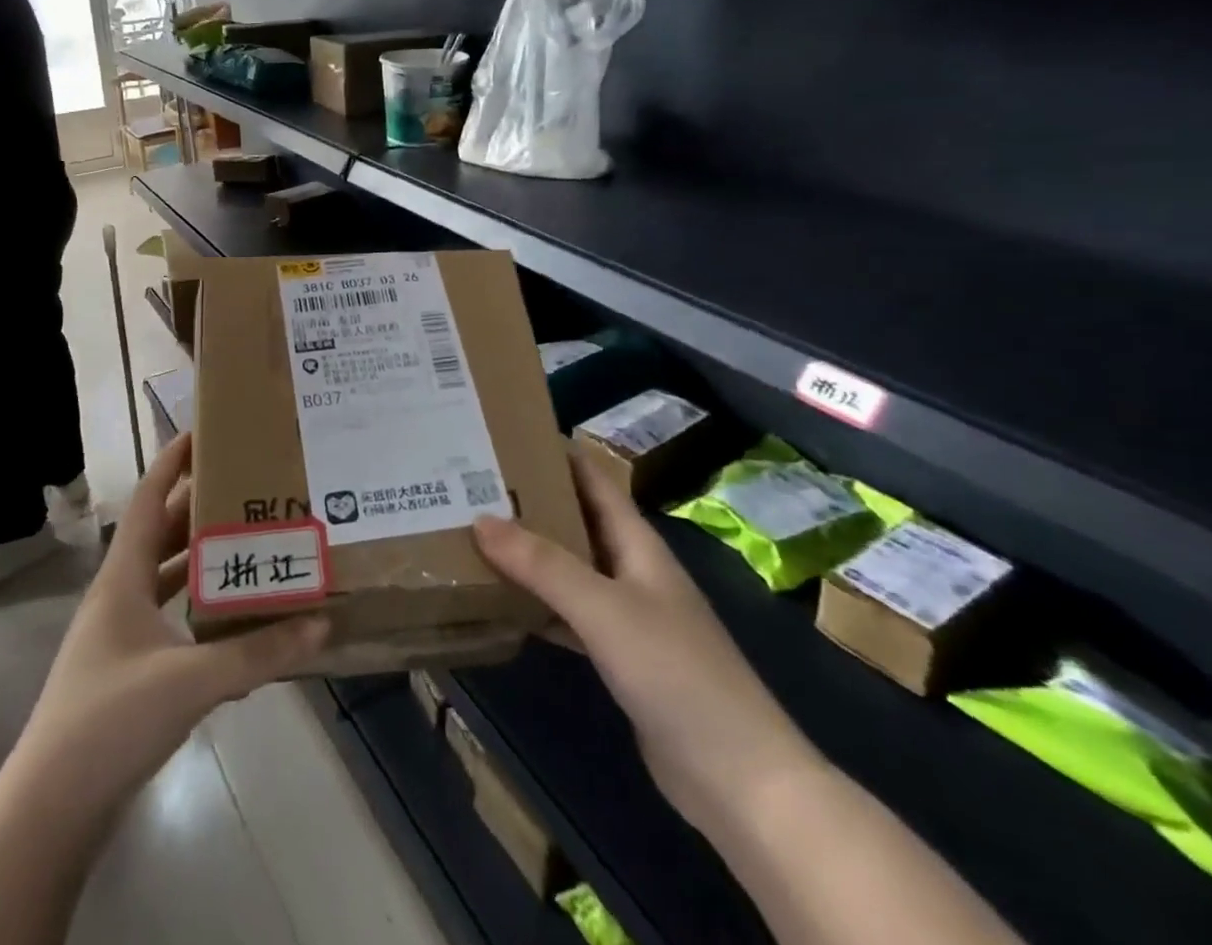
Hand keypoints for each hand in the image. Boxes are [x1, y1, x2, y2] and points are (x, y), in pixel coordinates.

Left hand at [17, 434, 327, 805]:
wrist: (51, 809)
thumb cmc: (111, 720)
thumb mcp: (191, 681)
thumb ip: (258, 652)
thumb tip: (321, 621)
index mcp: (122, 577)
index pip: (147, 499)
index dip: (171, 461)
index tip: (204, 431)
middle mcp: (118, 595)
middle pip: (159, 533)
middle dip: (198, 505)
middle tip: (246, 485)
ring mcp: (120, 634)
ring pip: (164, 576)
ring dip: (199, 556)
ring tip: (248, 538)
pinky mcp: (128, 669)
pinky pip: (169, 617)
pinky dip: (198, 605)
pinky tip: (233, 615)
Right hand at [473, 451, 822, 832]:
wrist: (738, 779)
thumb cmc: (676, 673)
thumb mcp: (604, 609)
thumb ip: (543, 564)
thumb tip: (481, 519)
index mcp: (637, 544)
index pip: (593, 479)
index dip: (557, 451)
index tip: (506, 432)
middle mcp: (632, 570)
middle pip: (576, 520)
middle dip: (530, 499)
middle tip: (473, 481)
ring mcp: (627, 616)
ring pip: (569, 568)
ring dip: (529, 552)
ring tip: (475, 530)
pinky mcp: (619, 657)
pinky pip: (568, 614)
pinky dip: (537, 603)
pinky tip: (501, 600)